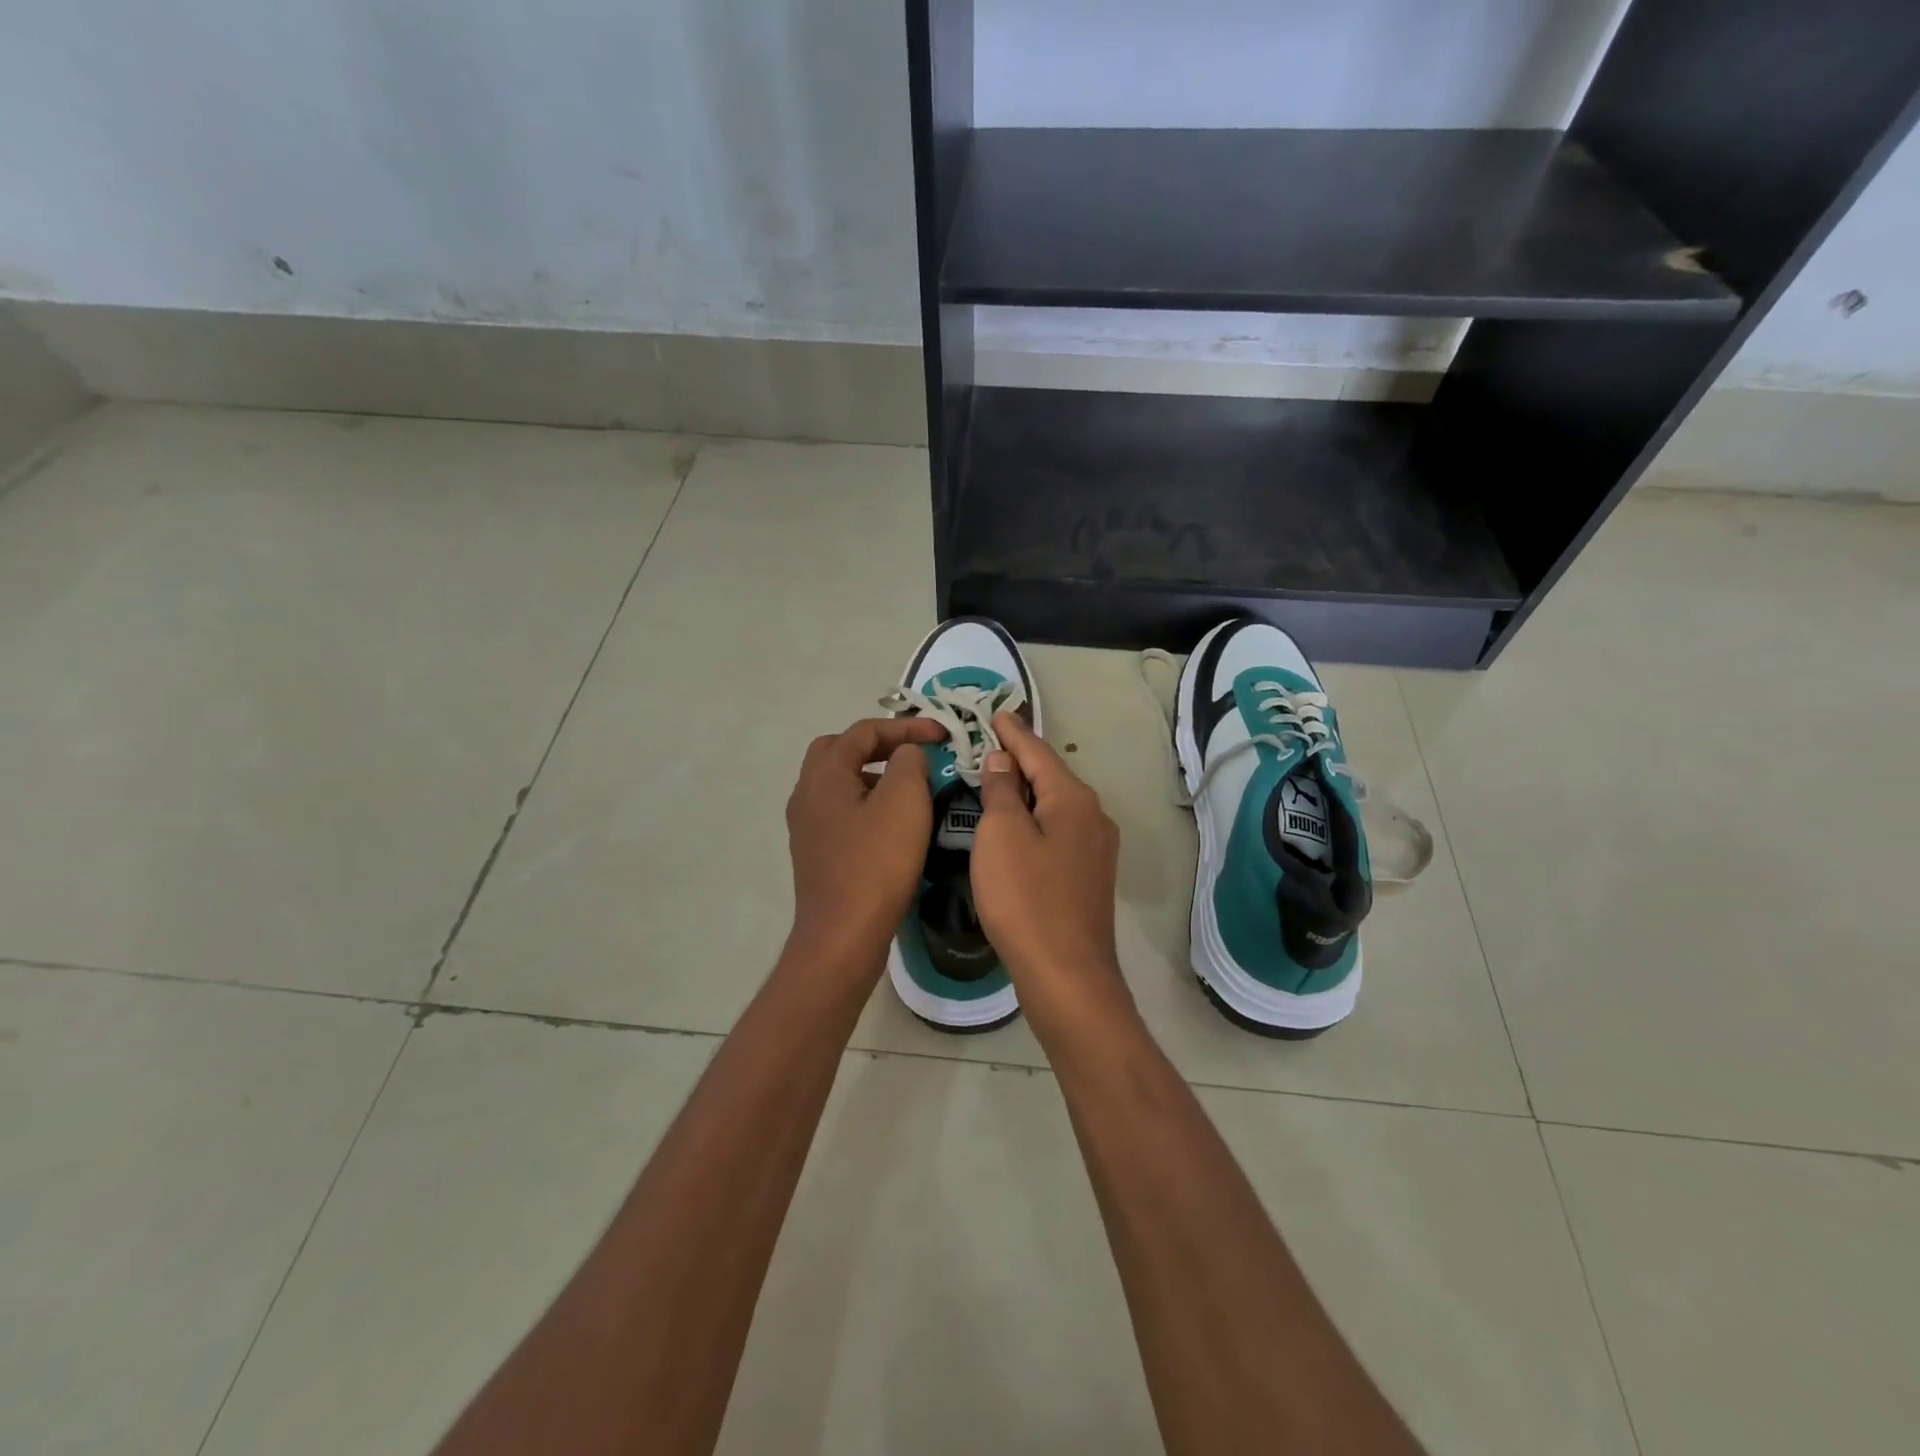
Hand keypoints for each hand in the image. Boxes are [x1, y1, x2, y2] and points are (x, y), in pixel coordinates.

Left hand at [784, 716, 945, 982]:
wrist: (843, 936)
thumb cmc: (876, 863)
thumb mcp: (904, 801)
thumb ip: (909, 762)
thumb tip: (906, 755)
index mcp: (824, 775)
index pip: (863, 731)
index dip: (905, 726)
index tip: (942, 734)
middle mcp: (807, 794)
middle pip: (839, 750)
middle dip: (879, 745)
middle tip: (913, 754)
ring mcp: (807, 826)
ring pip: (839, 782)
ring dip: (873, 774)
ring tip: (909, 786)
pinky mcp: (816, 853)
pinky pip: (841, 811)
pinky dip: (867, 803)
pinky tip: (893, 823)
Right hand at [971, 712, 1133, 1039]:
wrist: (1066, 975)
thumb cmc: (1026, 898)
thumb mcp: (1002, 835)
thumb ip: (1002, 790)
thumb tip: (1003, 760)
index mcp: (1073, 798)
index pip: (1037, 751)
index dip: (1012, 731)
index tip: (994, 712)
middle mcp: (1093, 816)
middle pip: (1049, 776)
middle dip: (1019, 759)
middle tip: (987, 743)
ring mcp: (1096, 849)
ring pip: (1054, 806)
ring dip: (1025, 792)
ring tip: (995, 780)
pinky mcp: (1088, 877)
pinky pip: (1056, 832)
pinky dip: (1033, 820)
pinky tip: (1015, 828)